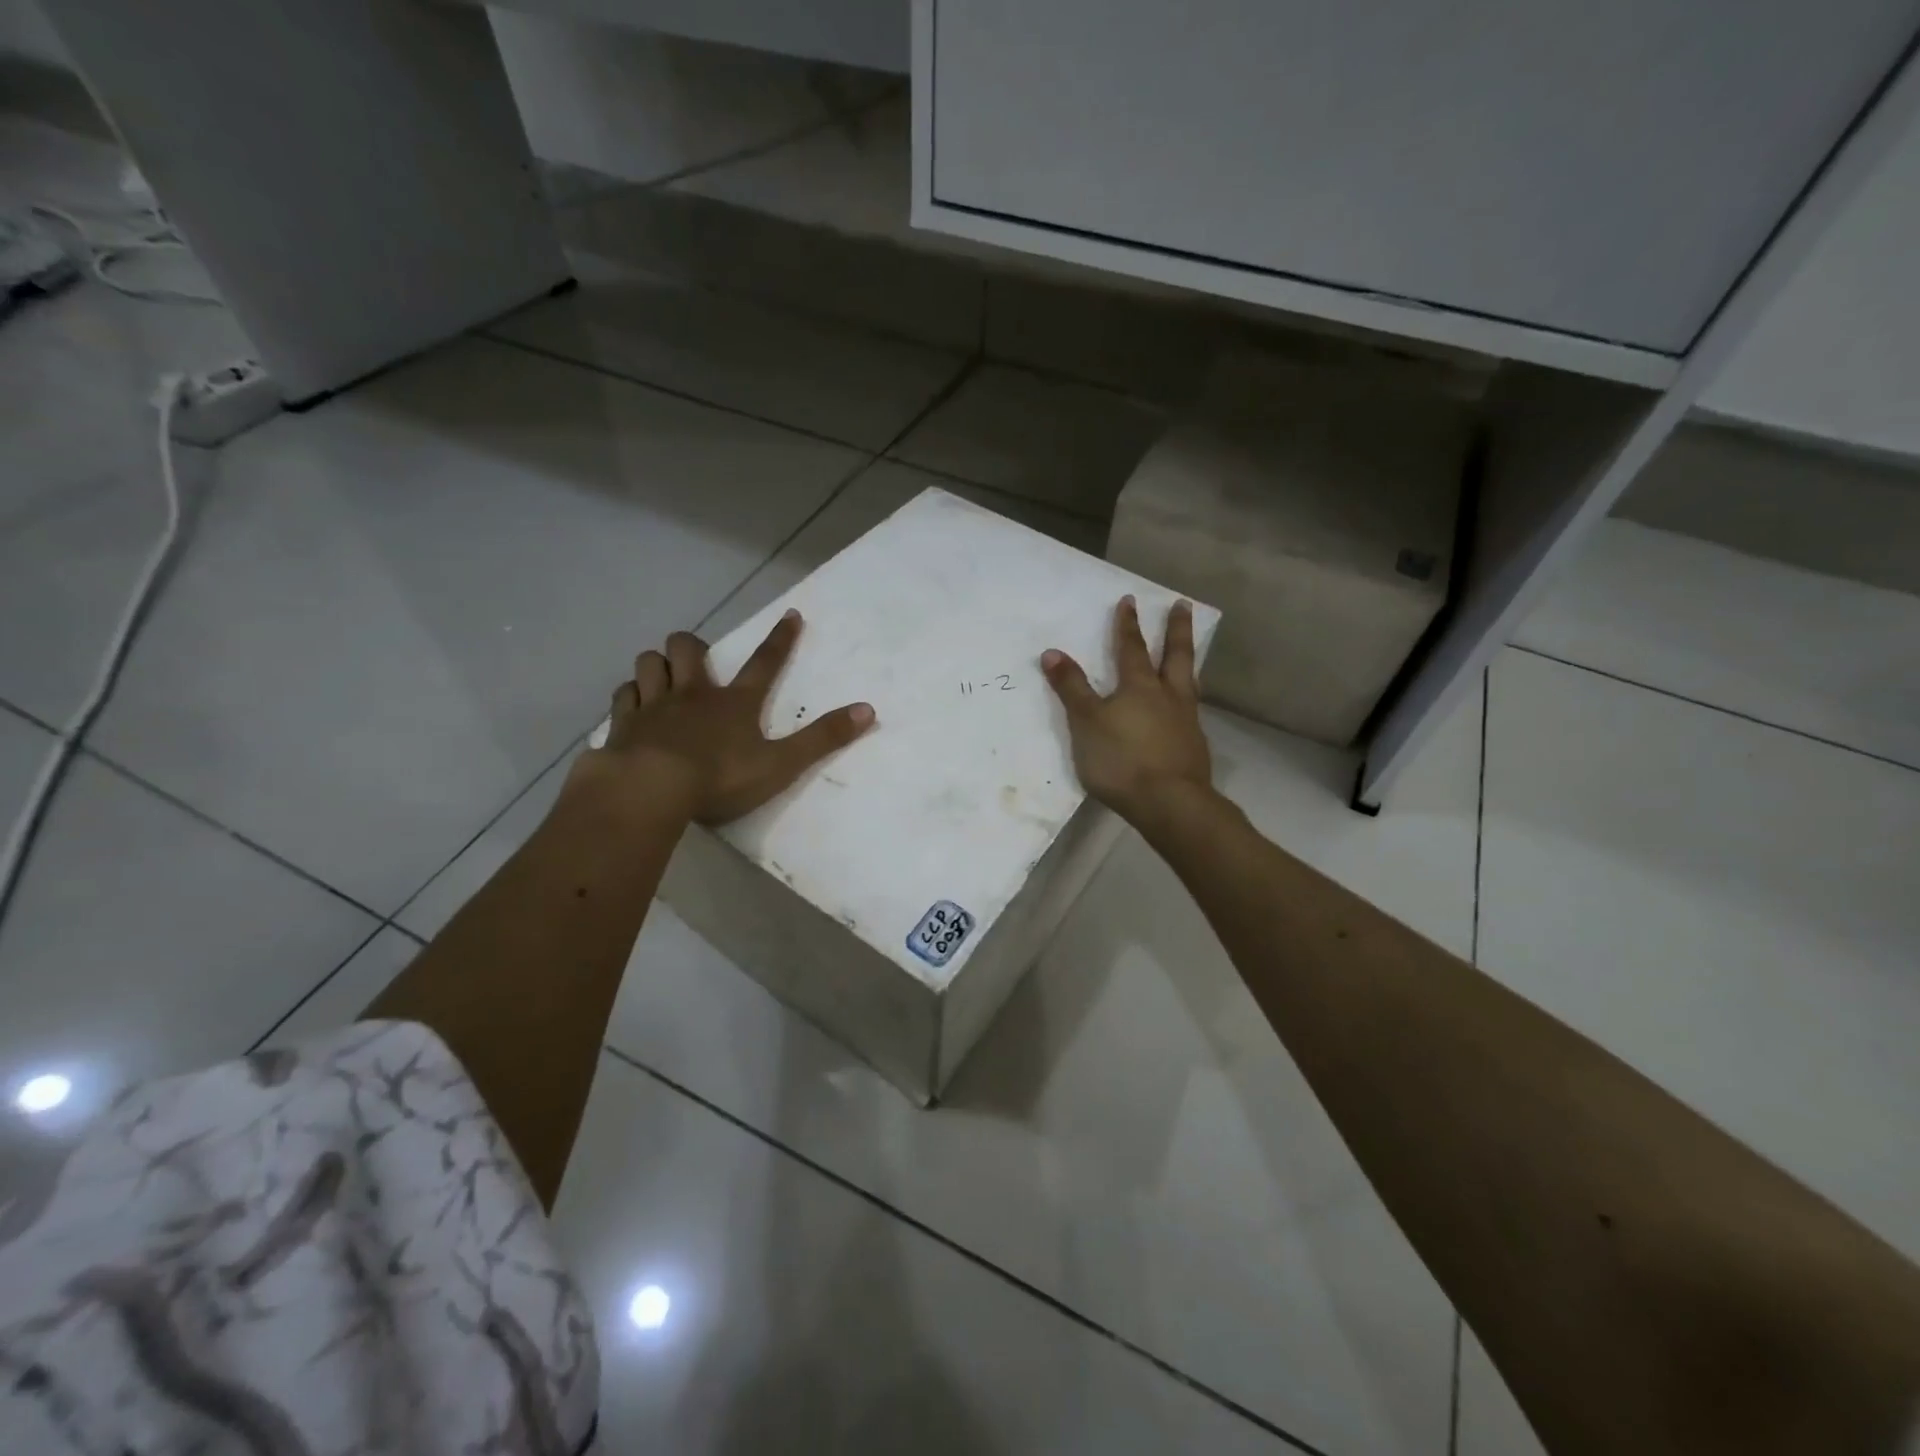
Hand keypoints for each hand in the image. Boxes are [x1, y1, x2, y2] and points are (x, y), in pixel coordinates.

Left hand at [588, 610, 874, 824]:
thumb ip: (823, 738)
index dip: (781, 639)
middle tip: (699, 658)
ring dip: (657, 665)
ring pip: (650, 664)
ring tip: (663, 676)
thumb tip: (868, 710)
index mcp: (735, 703)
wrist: (650, 789)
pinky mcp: (623, 725)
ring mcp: (654, 706)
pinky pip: (623, 696)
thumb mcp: (781, 763)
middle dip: (693, 647)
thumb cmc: (720, 778)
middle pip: (688, 650)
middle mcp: (693, 694)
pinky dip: (629, 697)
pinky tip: (632, 707)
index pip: (765, 663)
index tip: (792, 615)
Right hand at [1042, 596, 1212, 826]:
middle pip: (1175, 655)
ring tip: (1190, 652)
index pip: (1131, 648)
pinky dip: (1188, 700)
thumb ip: (1071, 688)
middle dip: (1176, 629)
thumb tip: (1052, 652)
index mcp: (1139, 687)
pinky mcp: (1194, 746)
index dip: (1127, 625)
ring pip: (1188, 682)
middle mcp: (1168, 696)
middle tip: (1182, 605)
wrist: (1170, 803)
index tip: (1130, 600)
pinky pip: (1191, 711)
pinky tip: (1185, 709)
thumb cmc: (1122, 759)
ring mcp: (1186, 721)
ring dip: (1187, 662)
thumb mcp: (1086, 722)